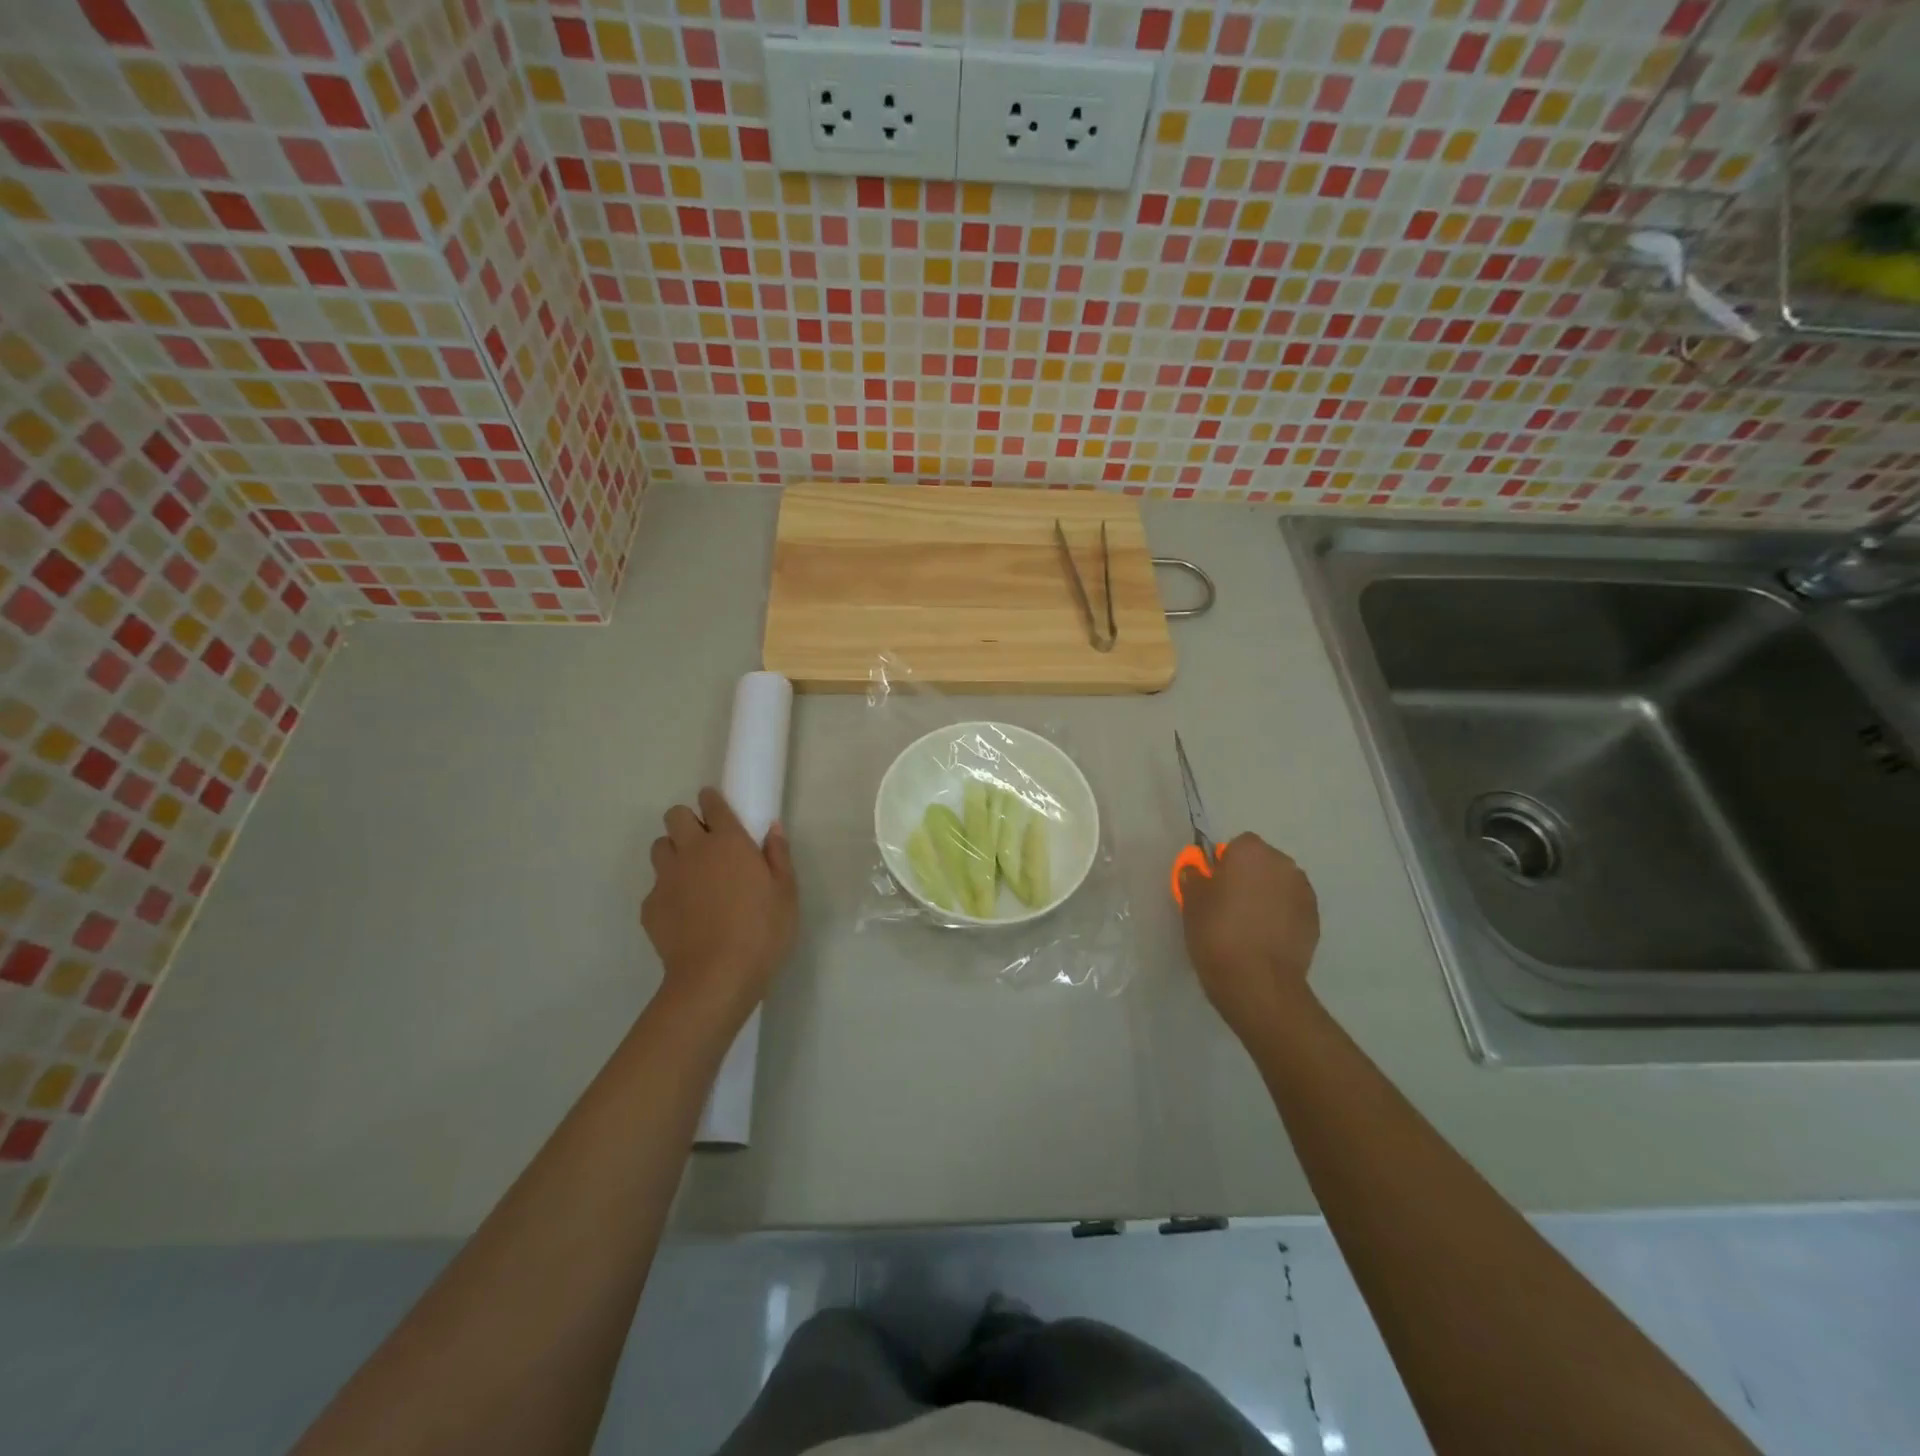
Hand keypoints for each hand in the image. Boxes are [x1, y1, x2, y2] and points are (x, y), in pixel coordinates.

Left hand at [643, 788, 797, 1030]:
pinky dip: (667, 892)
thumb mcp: (786, 893)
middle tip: (705, 844)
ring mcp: (666, 878)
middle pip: (675, 816)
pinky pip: (655, 887)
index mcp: (728, 841)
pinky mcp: (649, 907)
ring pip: (659, 847)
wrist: (716, 977)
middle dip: (687, 822)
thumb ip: (778, 855)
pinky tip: (684, 914)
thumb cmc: (761, 931)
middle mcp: (692, 851)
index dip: (712, 801)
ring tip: (691, 876)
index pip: (711, 803)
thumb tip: (771, 828)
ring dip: (673, 852)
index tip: (718, 809)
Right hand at [1178, 832, 1320, 1039]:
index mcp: (1251, 852)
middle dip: (1249, 877)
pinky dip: (1281, 917)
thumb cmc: (1217, 932)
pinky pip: (1292, 909)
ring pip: (1279, 885)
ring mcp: (1304, 892)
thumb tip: (1198, 871)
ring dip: (1267, 896)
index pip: (1237, 846)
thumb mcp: (1191, 901)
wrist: (1257, 982)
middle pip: (1262, 863)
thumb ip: (1194, 877)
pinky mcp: (1315, 920)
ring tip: (1249, 926)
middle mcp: (1283, 864)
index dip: (1225, 864)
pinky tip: (1265, 940)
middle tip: (1229, 905)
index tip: (1214, 886)